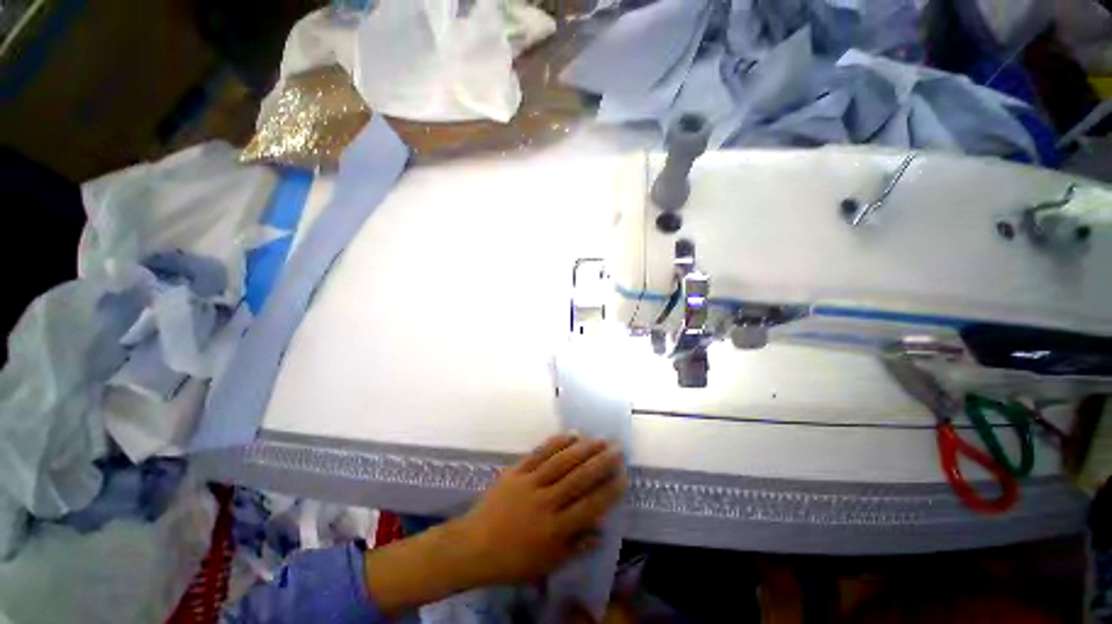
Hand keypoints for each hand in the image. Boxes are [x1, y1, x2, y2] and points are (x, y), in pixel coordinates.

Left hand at [363, 433, 625, 617]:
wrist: (473, 546)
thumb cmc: (513, 560)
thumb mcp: (547, 564)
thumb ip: (575, 548)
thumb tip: (601, 532)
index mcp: (554, 529)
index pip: (589, 506)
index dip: (609, 490)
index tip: (624, 475)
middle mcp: (545, 502)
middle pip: (578, 478)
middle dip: (601, 462)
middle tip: (617, 448)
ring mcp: (529, 483)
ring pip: (561, 462)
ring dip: (583, 448)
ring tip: (599, 439)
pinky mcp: (516, 471)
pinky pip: (539, 453)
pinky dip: (556, 442)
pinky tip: (571, 434)